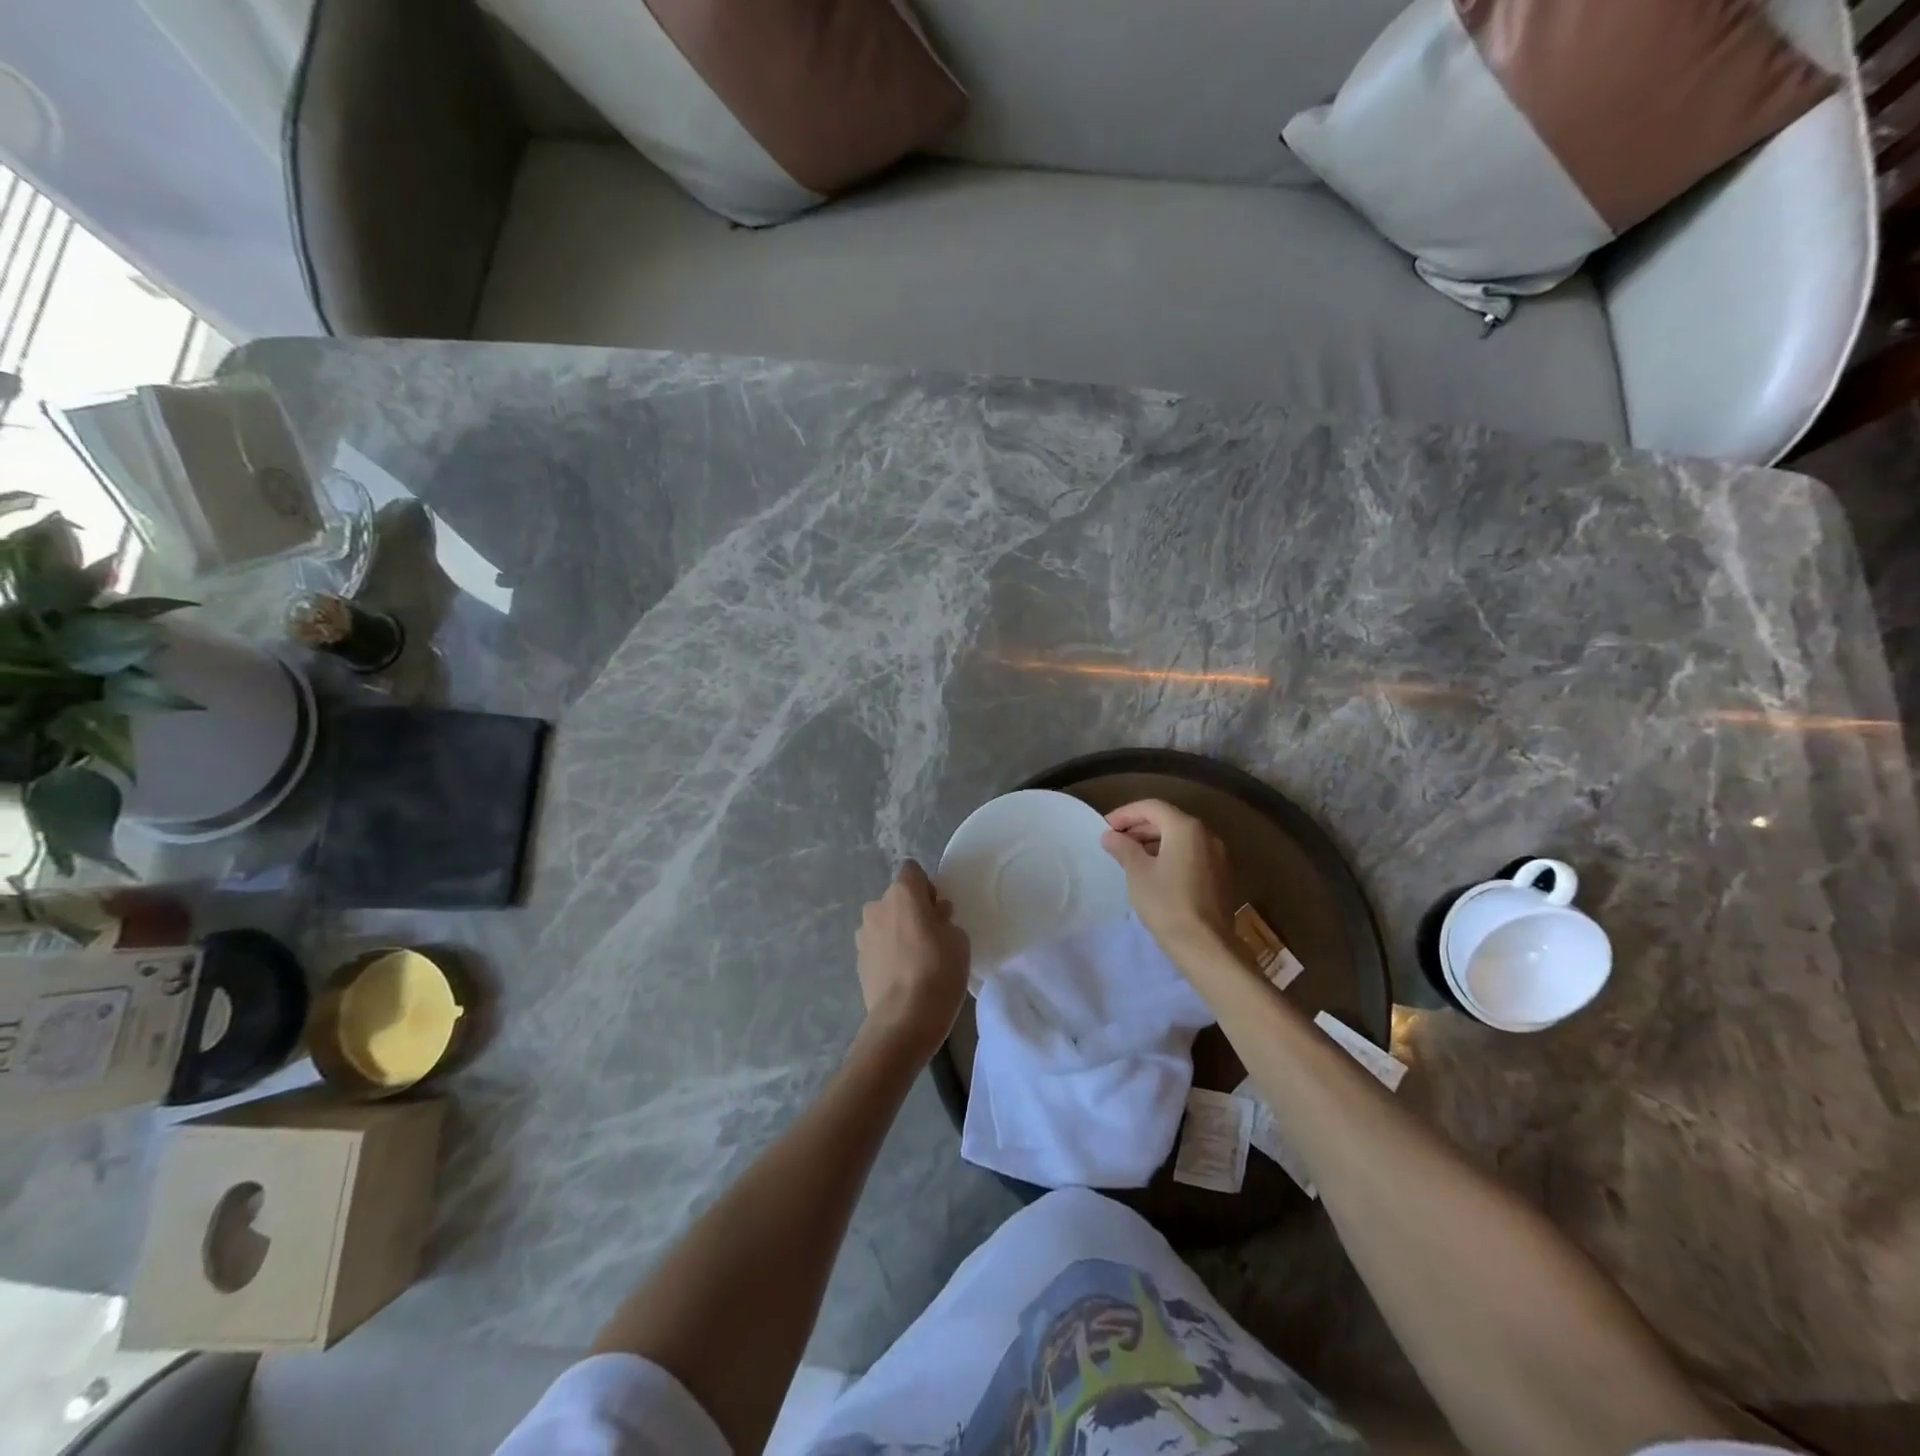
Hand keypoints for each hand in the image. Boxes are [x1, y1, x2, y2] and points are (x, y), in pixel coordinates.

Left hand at [856, 860, 969, 1057]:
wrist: (904, 1019)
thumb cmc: (939, 970)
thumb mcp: (959, 939)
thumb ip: (944, 920)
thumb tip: (932, 918)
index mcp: (902, 893)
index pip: (912, 870)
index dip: (926, 887)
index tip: (938, 910)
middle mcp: (877, 906)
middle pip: (896, 898)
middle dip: (911, 910)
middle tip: (931, 936)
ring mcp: (863, 934)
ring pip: (884, 922)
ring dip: (897, 932)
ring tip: (916, 960)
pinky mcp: (858, 961)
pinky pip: (877, 946)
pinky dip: (888, 953)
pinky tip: (903, 976)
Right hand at [1101, 799, 1236, 953]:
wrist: (1205, 946)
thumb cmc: (1166, 903)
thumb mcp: (1137, 873)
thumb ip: (1123, 848)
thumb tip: (1110, 835)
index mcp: (1186, 828)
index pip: (1152, 807)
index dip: (1126, 813)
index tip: (1105, 826)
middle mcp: (1206, 835)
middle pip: (1168, 820)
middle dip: (1139, 827)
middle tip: (1115, 841)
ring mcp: (1217, 856)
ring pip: (1180, 838)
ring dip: (1154, 841)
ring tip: (1130, 856)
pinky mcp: (1220, 876)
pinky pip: (1191, 854)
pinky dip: (1170, 854)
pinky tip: (1154, 872)